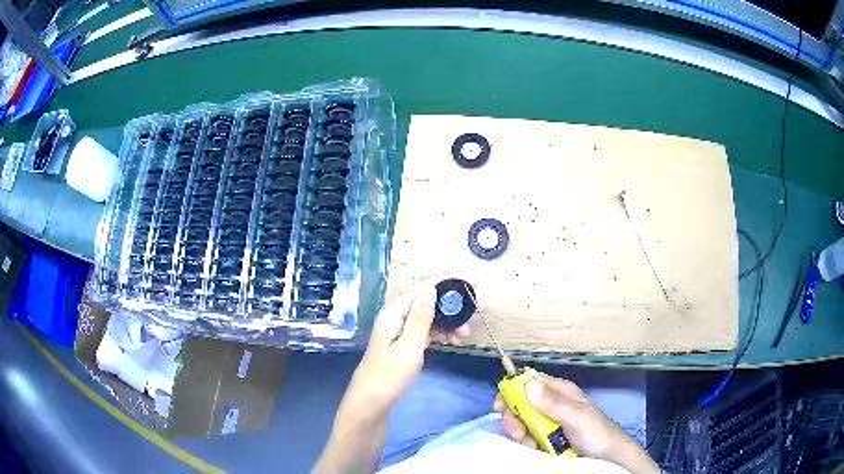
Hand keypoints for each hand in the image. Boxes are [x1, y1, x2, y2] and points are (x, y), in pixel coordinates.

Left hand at [315, 276, 469, 473]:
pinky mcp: (403, 343)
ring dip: (449, 320)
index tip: (473, 282)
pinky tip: (453, 340)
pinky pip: (425, 330)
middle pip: (427, 300)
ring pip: (428, 316)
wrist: (371, 403)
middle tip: (479, 309)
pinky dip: (440, 332)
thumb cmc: (389, 376)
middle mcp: (396, 316)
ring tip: (466, 333)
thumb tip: (431, 288)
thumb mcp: (409, 347)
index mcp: (394, 313)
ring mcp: (399, 330)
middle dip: (453, 303)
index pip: (423, 287)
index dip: (448, 282)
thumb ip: (420, 318)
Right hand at [494, 374, 659, 473]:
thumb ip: (554, 402)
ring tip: (533, 445)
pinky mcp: (546, 436)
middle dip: (515, 419)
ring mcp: (548, 421)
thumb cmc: (596, 433)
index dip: (512, 390)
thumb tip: (528, 382)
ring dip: (521, 434)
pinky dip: (527, 443)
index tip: (499, 407)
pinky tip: (536, 449)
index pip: (529, 381)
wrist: (607, 456)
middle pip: (521, 403)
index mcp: (560, 391)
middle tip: (520, 434)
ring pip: (522, 422)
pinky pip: (528, 436)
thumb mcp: (576, 417)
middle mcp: (552, 403)